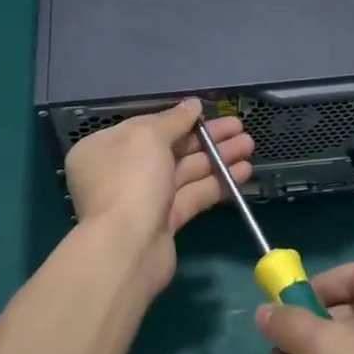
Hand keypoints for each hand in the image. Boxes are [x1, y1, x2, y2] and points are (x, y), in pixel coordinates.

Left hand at [65, 99, 252, 297]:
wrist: (127, 249)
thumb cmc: (131, 180)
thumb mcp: (149, 137)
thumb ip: (174, 119)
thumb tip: (193, 104)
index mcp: (104, 148)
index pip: (146, 126)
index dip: (179, 119)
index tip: (208, 113)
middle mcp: (120, 172)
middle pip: (170, 148)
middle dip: (206, 138)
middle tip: (240, 128)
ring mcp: (142, 199)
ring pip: (184, 172)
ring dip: (217, 158)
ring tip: (249, 145)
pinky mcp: (163, 222)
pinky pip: (192, 195)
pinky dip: (216, 183)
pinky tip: (243, 172)